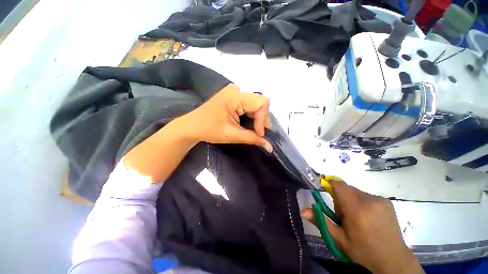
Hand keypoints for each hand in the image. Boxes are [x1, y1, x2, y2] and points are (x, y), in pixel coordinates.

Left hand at [182, 83, 272, 151]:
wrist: (191, 127)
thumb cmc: (209, 130)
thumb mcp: (233, 135)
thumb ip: (253, 139)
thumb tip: (270, 147)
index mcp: (235, 96)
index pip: (262, 103)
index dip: (264, 120)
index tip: (259, 135)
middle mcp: (237, 90)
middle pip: (260, 102)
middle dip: (262, 120)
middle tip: (259, 134)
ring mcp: (234, 92)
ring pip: (256, 104)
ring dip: (257, 118)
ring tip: (254, 131)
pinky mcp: (233, 97)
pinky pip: (249, 105)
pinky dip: (251, 116)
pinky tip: (248, 124)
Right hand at [301, 181, 423, 273]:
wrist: (393, 259)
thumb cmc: (363, 251)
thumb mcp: (339, 239)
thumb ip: (321, 221)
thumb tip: (302, 211)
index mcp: (357, 211)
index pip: (339, 186)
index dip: (330, 184)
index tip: (326, 191)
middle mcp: (369, 201)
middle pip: (346, 189)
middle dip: (340, 198)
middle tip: (344, 215)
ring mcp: (380, 200)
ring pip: (356, 192)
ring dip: (351, 200)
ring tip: (357, 218)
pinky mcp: (387, 201)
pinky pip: (366, 195)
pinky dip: (361, 202)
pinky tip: (367, 217)